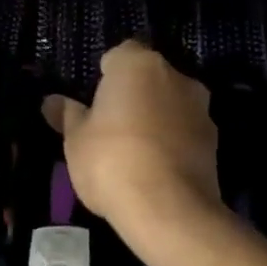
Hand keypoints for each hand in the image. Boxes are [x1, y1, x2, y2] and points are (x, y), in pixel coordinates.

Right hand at [44, 42, 220, 238]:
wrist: (169, 210)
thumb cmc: (111, 161)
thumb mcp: (75, 139)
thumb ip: (67, 115)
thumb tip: (51, 102)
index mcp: (137, 64)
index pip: (119, 55)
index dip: (105, 76)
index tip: (94, 102)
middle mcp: (174, 76)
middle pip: (148, 77)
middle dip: (133, 94)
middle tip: (110, 125)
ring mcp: (200, 108)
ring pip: (170, 103)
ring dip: (156, 117)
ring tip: (134, 151)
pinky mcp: (215, 140)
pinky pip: (185, 130)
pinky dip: (172, 140)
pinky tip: (156, 168)